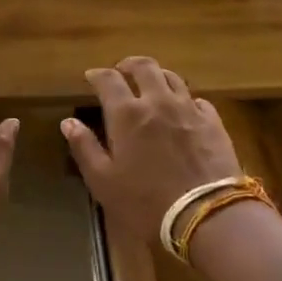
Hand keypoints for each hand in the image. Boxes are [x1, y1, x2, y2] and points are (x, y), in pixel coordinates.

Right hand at [60, 56, 242, 246]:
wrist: (206, 215)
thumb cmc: (146, 202)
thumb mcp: (103, 181)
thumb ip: (85, 148)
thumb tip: (69, 122)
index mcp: (126, 113)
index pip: (108, 79)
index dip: (97, 75)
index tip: (91, 77)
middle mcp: (158, 101)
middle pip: (144, 67)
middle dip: (129, 65)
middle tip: (122, 71)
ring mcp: (189, 109)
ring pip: (172, 78)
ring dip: (157, 76)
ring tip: (151, 84)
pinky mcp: (213, 122)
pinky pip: (197, 99)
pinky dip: (185, 98)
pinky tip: (183, 109)